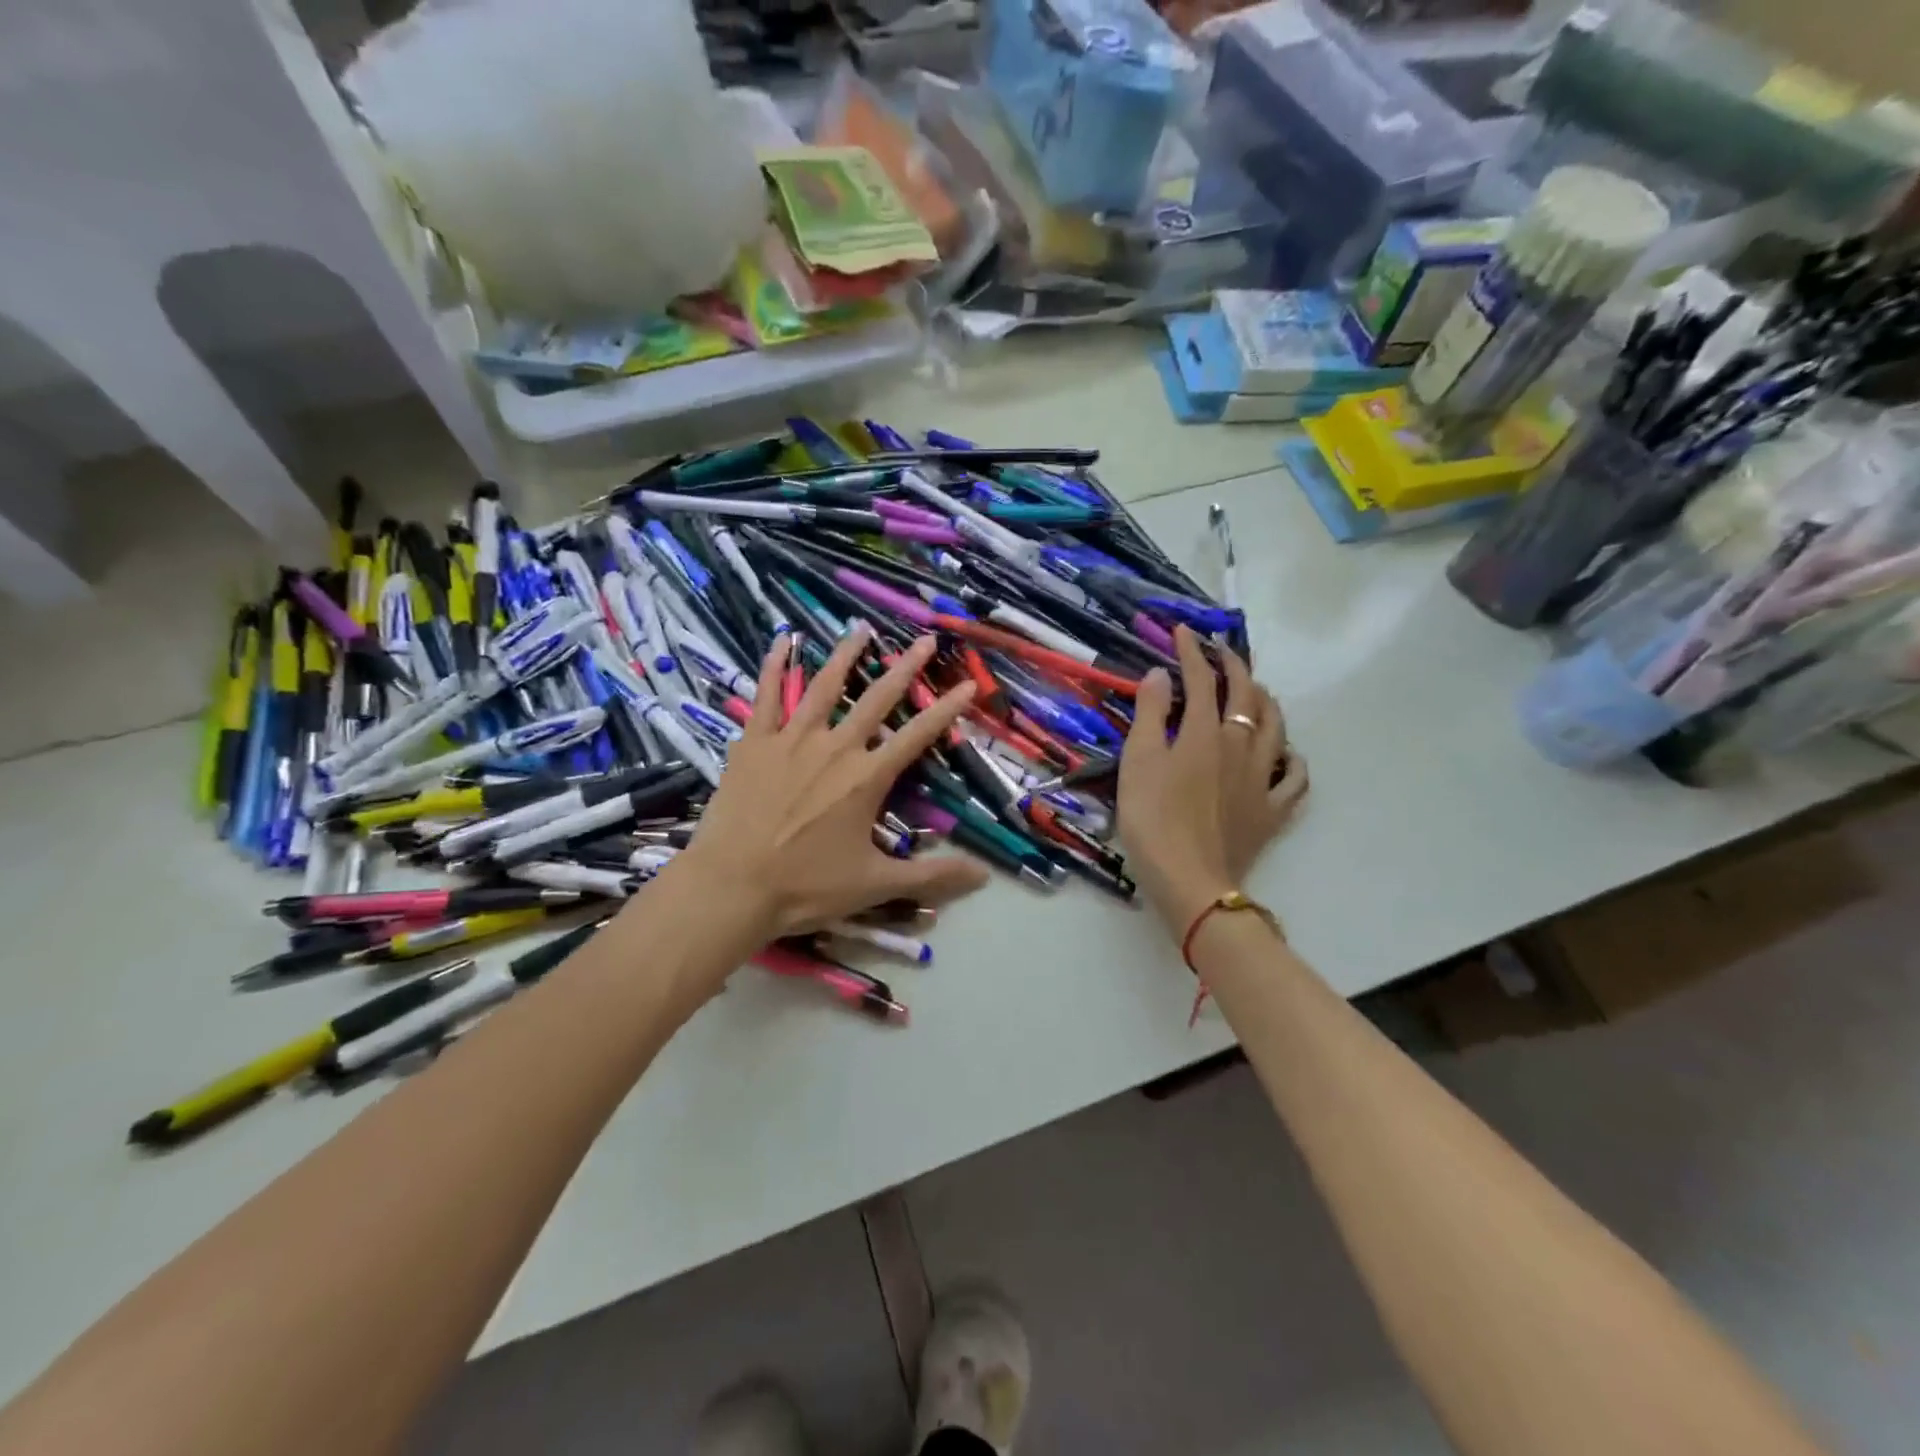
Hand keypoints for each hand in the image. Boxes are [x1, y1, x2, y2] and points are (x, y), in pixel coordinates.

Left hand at [671, 625, 990, 946]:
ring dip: (846, 655)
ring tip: (861, 629)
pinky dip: (773, 666)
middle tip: (926, 641)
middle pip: (877, 699)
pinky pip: (766, 695)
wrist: (732, 886)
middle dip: (905, 668)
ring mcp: (791, 740)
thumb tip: (983, 876)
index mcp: (866, 778)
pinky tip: (781, 640)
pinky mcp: (754, 742)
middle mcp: (835, 748)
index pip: (917, 736)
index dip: (946, 710)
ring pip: (823, 686)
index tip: (967, 685)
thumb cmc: (806, 886)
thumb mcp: (875, 884)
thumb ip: (931, 875)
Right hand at [1116, 627, 1306, 939]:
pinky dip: (1293, 760)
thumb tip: (1162, 674)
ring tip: (1257, 692)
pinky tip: (1286, 755)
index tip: (1184, 632)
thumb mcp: (1138, 761)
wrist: (1189, 879)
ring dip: (1267, 702)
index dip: (1192, 652)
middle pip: (1246, 696)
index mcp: (1205, 732)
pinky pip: (1295, 779)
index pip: (1202, 680)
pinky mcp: (1272, 810)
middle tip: (1222, 652)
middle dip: (1235, 667)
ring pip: (1276, 728)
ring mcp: (1262, 779)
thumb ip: (1151, 714)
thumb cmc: (1153, 819)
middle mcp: (1241, 746)